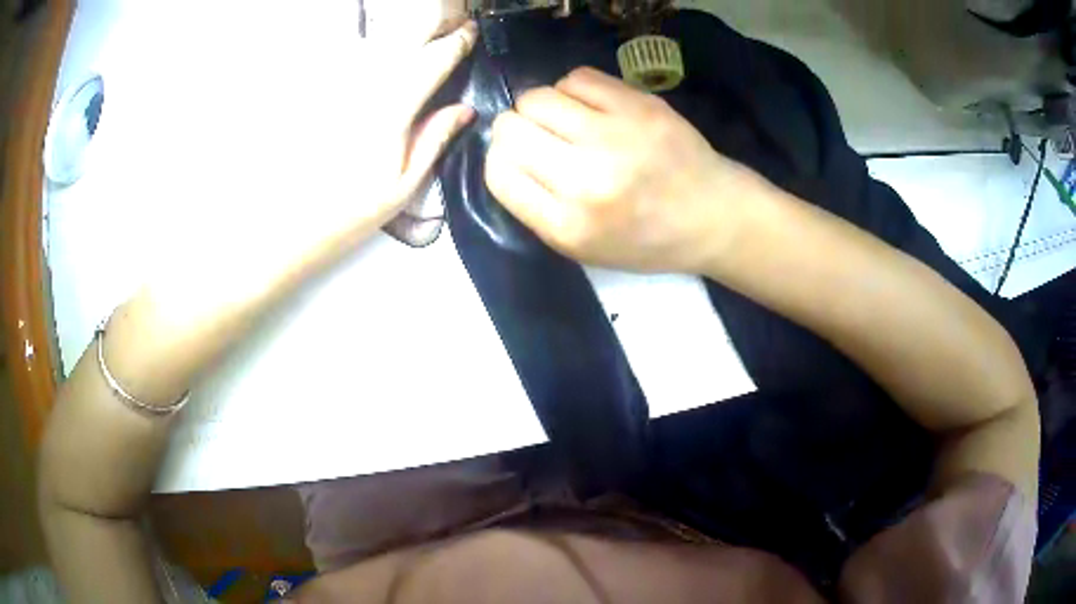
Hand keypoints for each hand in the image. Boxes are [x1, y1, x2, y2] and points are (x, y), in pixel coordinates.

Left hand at [121, 10, 477, 296]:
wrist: (240, 244)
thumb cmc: (317, 231)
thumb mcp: (388, 197)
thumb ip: (430, 143)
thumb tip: (462, 108)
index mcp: (383, 105)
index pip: (433, 57)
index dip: (455, 42)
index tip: (468, 33)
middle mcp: (353, 79)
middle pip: (401, 35)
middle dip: (430, 21)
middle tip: (448, 17)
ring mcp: (320, 82)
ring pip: (369, 39)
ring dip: (396, 29)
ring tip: (417, 23)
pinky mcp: (292, 91)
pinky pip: (338, 57)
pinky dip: (360, 49)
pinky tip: (366, 52)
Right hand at [485, 67, 763, 273]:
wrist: (713, 215)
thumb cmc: (646, 239)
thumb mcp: (583, 249)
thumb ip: (536, 208)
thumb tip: (504, 155)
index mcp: (568, 225)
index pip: (498, 172)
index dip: (499, 160)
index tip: (518, 160)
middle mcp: (586, 179)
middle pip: (510, 128)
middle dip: (515, 131)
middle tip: (540, 138)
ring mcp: (615, 136)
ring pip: (537, 97)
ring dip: (542, 108)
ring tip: (566, 121)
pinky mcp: (639, 105)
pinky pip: (576, 77)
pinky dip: (572, 90)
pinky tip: (589, 106)